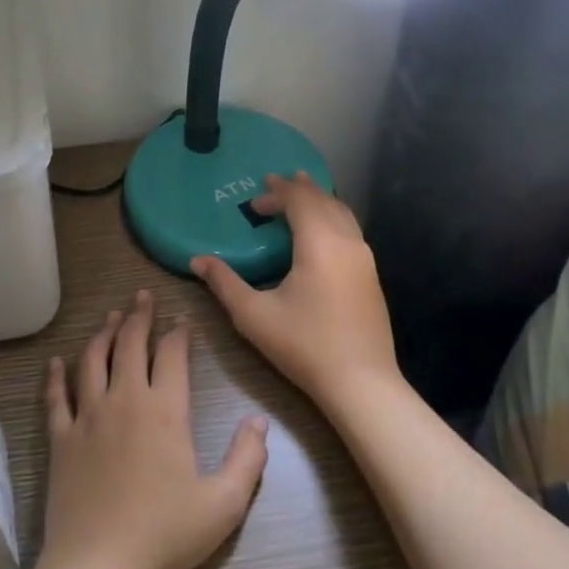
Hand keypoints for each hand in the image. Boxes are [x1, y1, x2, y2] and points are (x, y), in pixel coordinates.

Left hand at [40, 290, 268, 568]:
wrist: (98, 564)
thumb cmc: (164, 534)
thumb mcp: (223, 504)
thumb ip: (247, 459)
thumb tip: (260, 422)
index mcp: (165, 411)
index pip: (172, 355)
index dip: (178, 332)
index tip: (181, 318)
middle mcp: (124, 400)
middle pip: (129, 344)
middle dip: (138, 316)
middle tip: (141, 295)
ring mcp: (87, 416)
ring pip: (93, 360)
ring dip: (103, 334)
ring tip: (110, 316)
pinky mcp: (61, 437)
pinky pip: (56, 397)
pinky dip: (56, 376)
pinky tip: (57, 362)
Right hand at [190, 173, 400, 412]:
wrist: (361, 383)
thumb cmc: (304, 345)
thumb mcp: (254, 315)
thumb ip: (224, 283)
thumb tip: (197, 260)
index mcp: (320, 243)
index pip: (300, 200)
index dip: (277, 192)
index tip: (255, 197)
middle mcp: (347, 242)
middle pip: (324, 200)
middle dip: (298, 189)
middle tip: (274, 185)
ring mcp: (364, 259)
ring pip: (342, 213)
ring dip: (318, 201)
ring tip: (300, 197)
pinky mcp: (371, 276)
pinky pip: (350, 230)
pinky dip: (331, 218)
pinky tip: (320, 234)